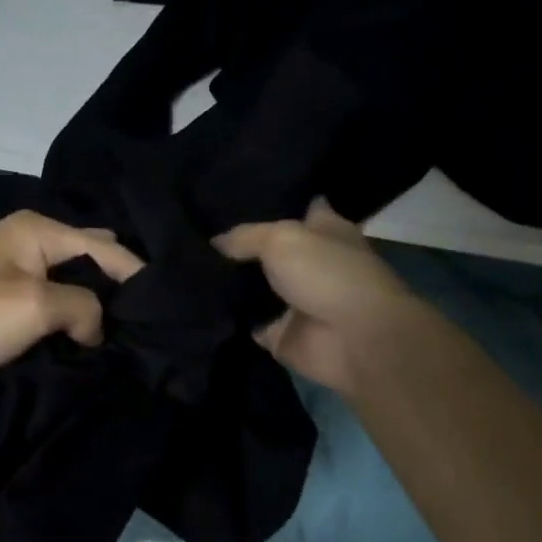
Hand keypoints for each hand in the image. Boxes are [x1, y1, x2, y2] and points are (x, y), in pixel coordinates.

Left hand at [0, 211, 142, 400]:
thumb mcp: (34, 307)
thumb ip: (83, 308)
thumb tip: (96, 327)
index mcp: (37, 229)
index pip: (106, 247)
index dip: (138, 277)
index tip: (167, 312)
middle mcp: (26, 241)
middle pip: (89, 259)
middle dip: (115, 288)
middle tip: (146, 323)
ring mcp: (10, 272)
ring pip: (68, 286)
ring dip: (90, 309)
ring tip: (123, 336)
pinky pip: (47, 307)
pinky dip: (66, 322)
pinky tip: (84, 342)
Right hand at [214, 199, 426, 394]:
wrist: (354, 339)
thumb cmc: (327, 274)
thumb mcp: (280, 238)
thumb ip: (244, 237)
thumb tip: (215, 241)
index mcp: (324, 230)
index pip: (298, 208)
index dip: (271, 204)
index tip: (231, 201)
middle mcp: (311, 263)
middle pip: (269, 251)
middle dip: (239, 248)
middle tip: (197, 237)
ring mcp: (296, 301)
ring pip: (255, 288)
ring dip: (230, 285)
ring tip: (188, 270)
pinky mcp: (282, 334)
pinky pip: (248, 324)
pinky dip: (229, 320)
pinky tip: (196, 307)